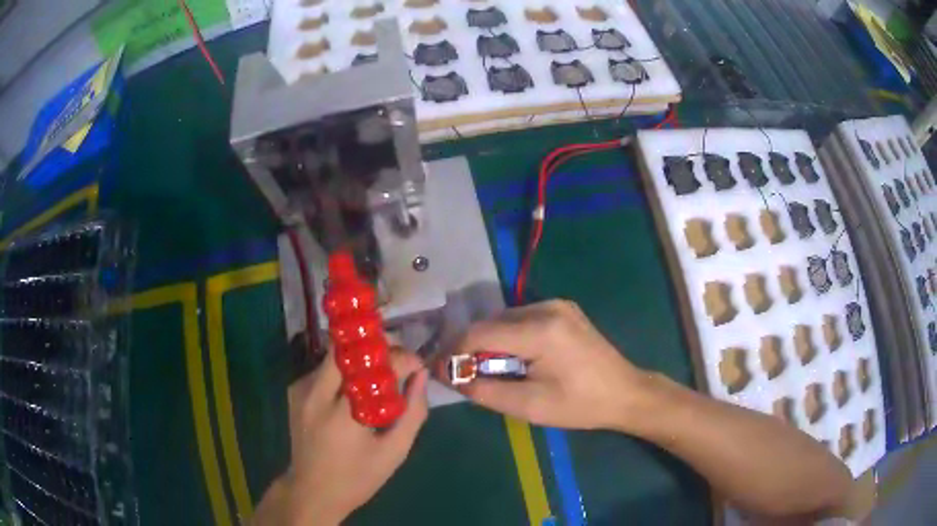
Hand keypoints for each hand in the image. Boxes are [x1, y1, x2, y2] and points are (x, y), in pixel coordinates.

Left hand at [259, 348, 428, 524]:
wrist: (312, 491)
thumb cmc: (358, 478)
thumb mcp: (394, 452)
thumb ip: (413, 413)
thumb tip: (421, 376)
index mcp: (342, 414)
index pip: (372, 367)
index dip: (400, 358)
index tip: (417, 365)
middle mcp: (316, 394)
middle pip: (346, 348)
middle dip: (376, 346)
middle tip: (397, 359)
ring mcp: (301, 390)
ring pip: (335, 356)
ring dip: (361, 359)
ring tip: (381, 378)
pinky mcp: (294, 391)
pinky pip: (324, 369)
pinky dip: (344, 372)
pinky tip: (355, 393)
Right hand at [439, 300, 650, 430]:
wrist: (625, 392)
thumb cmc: (579, 405)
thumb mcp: (529, 406)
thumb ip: (484, 390)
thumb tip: (450, 376)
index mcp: (540, 330)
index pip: (480, 332)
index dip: (454, 351)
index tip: (439, 369)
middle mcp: (546, 306)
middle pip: (491, 322)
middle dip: (472, 348)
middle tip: (464, 374)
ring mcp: (557, 304)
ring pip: (505, 319)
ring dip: (491, 342)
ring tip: (489, 370)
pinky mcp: (563, 309)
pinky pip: (523, 318)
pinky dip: (509, 336)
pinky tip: (515, 358)